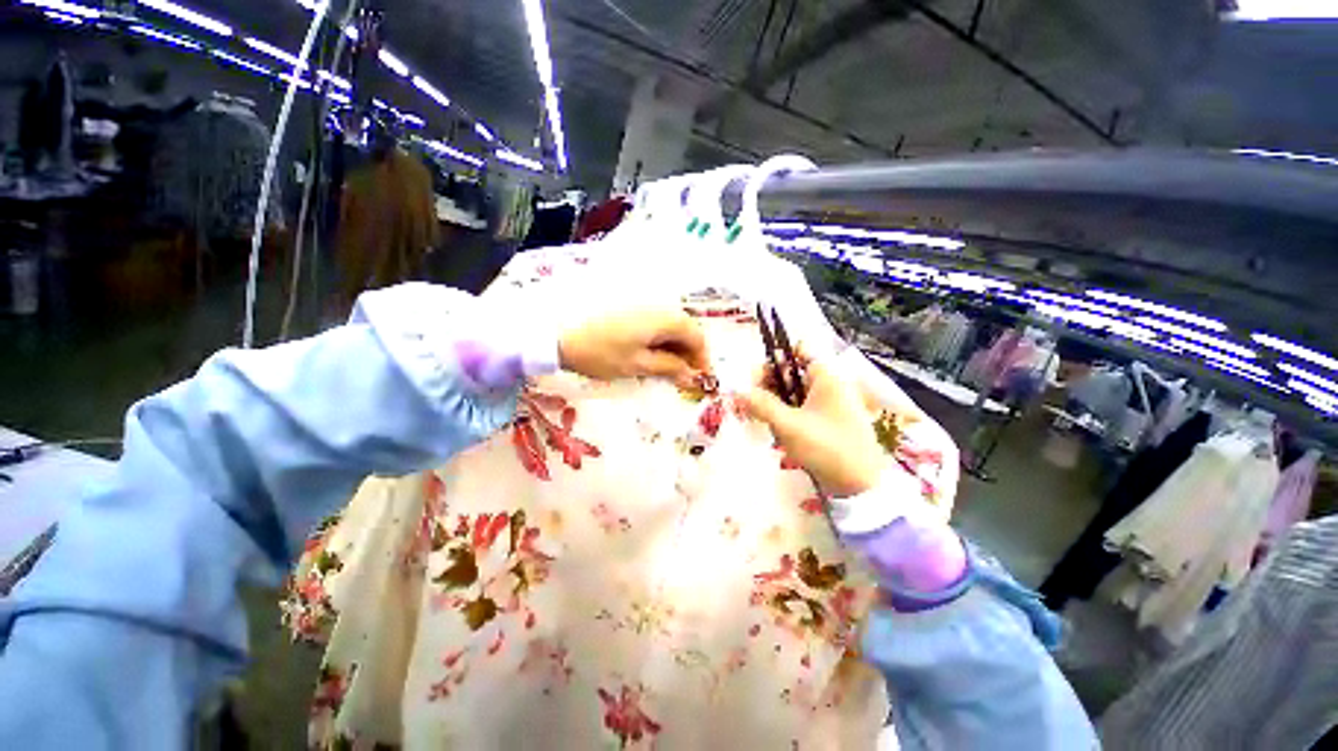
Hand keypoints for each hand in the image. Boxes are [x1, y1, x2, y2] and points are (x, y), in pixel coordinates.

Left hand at [558, 308, 710, 385]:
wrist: (561, 335)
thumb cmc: (602, 352)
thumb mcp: (638, 365)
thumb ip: (669, 368)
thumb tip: (692, 375)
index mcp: (666, 318)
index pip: (697, 337)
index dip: (702, 359)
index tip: (702, 380)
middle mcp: (659, 306)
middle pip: (685, 329)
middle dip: (688, 354)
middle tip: (684, 379)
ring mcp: (642, 305)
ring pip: (669, 327)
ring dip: (673, 348)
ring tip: (666, 371)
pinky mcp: (628, 308)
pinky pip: (654, 324)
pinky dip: (658, 340)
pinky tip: (650, 356)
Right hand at [738, 354, 886, 497]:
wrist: (860, 482)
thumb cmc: (826, 447)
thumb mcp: (789, 426)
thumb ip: (762, 405)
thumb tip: (738, 391)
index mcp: (826, 375)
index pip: (797, 351)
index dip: (773, 360)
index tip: (754, 380)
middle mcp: (832, 384)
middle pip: (795, 374)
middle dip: (772, 386)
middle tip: (752, 406)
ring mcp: (835, 405)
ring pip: (799, 395)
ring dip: (780, 406)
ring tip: (766, 425)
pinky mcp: (835, 424)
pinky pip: (808, 412)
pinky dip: (793, 419)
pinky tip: (783, 438)